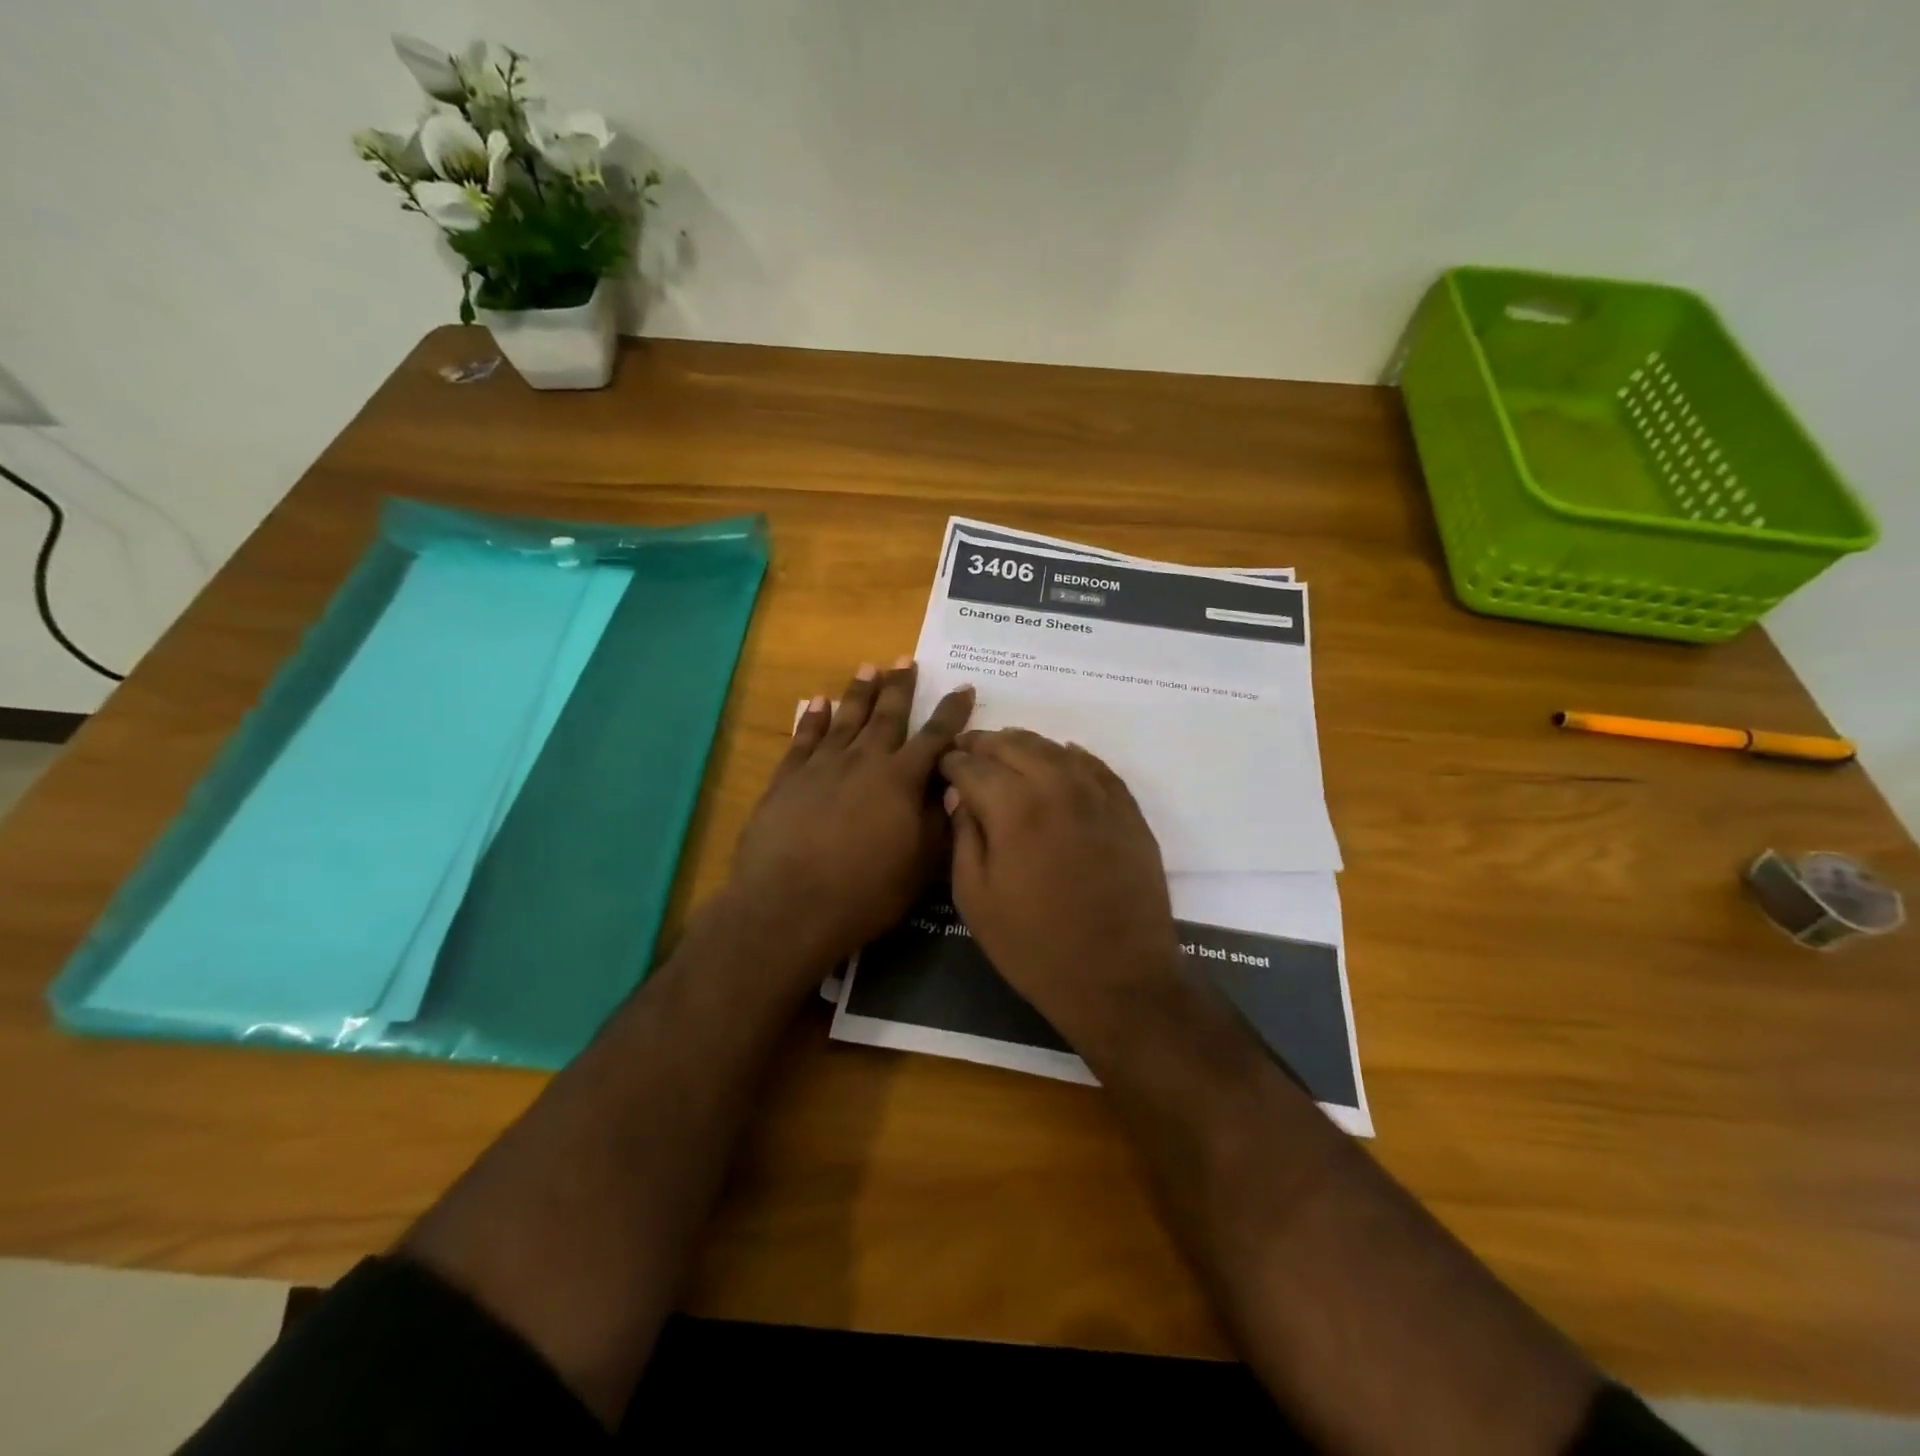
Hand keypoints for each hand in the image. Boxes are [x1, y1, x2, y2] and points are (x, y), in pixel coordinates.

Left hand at [726, 659, 973, 978]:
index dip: (952, 713)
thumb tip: (953, 785)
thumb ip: (939, 820)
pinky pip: (803, 738)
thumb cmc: (865, 892)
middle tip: (906, 660)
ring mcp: (821, 766)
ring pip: (845, 718)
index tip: (964, 688)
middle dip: (900, 687)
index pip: (935, 738)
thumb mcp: (921, 864)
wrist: (789, 906)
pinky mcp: (786, 779)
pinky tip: (816, 702)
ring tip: (869, 668)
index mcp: (900, 780)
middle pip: (886, 716)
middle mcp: (863, 761)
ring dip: (858, 692)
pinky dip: (811, 718)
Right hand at [940, 729, 1181, 1037]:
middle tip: (967, 751)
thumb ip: (963, 835)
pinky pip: (1095, 766)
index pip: (972, 765)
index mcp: (1013, 806)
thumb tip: (961, 796)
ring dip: (1024, 745)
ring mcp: (1098, 794)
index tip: (942, 765)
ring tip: (1006, 751)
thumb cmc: (1033, 946)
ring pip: (1055, 748)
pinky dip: (1071, 756)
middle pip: (1013, 744)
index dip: (951, 761)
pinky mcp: (1127, 810)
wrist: (1117, 979)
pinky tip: (1061, 758)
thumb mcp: (975, 897)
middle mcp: (1057, 785)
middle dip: (984, 744)